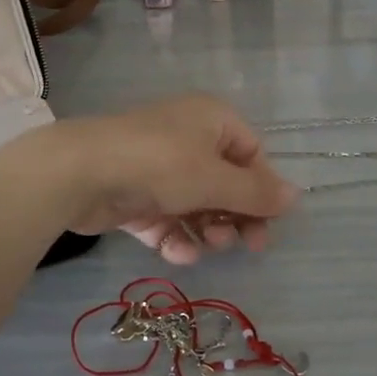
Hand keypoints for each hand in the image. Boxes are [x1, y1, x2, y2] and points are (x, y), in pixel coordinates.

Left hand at [53, 95, 300, 264]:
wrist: (79, 172)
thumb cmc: (159, 164)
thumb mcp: (215, 179)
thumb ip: (256, 193)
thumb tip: (297, 196)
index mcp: (212, 121)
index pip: (252, 155)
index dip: (262, 189)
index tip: (269, 223)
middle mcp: (187, 139)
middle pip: (226, 183)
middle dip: (236, 216)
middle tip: (247, 246)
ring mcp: (158, 168)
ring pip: (197, 205)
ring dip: (208, 230)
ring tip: (208, 247)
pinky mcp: (134, 196)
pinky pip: (166, 219)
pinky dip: (175, 237)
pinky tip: (179, 254)